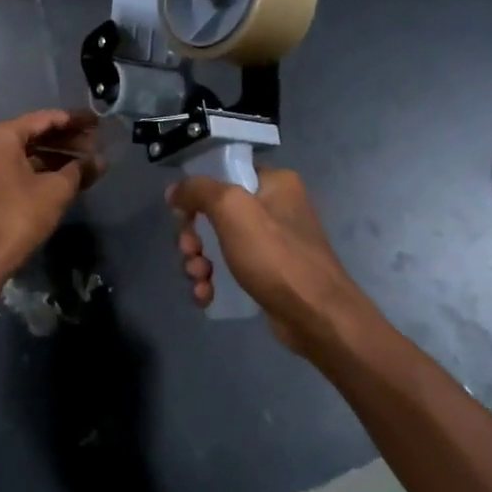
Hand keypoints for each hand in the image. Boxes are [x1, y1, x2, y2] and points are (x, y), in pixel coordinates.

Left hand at [0, 110, 97, 278]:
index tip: (98, 122)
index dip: (74, 120)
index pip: (45, 119)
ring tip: (89, 161)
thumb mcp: (57, 189)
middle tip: (97, 142)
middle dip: (68, 139)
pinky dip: (46, 170)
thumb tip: (101, 160)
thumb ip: (80, 169)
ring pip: (30, 153)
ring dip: (59, 156)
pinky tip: (70, 177)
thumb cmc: (21, 214)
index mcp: (2, 136)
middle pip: (36, 134)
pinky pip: (23, 168)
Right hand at [168, 167, 376, 355]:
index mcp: (275, 184)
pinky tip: (206, 296)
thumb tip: (175, 190)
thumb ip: (199, 191)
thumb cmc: (275, 256)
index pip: (225, 175)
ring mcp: (274, 245)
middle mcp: (277, 209)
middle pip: (216, 213)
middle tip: (191, 253)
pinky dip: (214, 282)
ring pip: (219, 245)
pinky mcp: (270, 276)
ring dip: (200, 262)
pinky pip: (231, 271)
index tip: (182, 216)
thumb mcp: (232, 210)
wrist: (317, 316)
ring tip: (199, 279)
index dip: (197, 194)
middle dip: (195, 236)